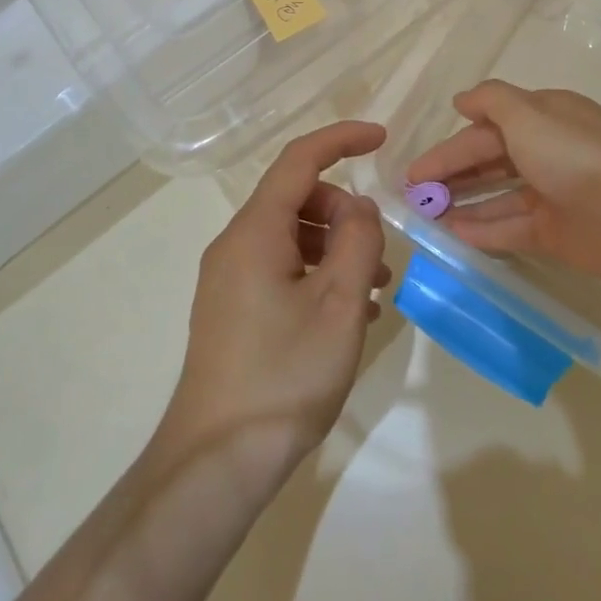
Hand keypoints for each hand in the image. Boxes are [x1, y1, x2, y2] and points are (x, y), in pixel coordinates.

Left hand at [159, 120, 389, 490]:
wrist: (217, 462)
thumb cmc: (284, 375)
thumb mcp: (339, 303)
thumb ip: (357, 240)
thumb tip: (359, 206)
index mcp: (255, 232)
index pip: (299, 160)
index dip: (341, 139)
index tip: (382, 138)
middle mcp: (235, 245)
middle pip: (296, 199)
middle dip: (344, 211)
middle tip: (379, 253)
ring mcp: (229, 279)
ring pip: (290, 236)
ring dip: (335, 248)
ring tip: (373, 290)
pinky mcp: (232, 310)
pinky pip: (280, 269)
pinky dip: (316, 274)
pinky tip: (347, 315)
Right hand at [404, 80, 600, 285]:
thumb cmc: (578, 155)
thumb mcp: (528, 114)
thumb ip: (491, 101)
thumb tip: (461, 100)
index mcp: (542, 120)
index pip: (484, 131)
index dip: (448, 150)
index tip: (414, 171)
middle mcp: (545, 153)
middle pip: (489, 162)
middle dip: (452, 176)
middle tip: (415, 195)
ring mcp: (551, 195)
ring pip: (497, 197)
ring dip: (463, 203)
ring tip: (426, 216)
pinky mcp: (557, 233)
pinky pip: (511, 229)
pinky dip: (483, 231)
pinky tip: (453, 236)